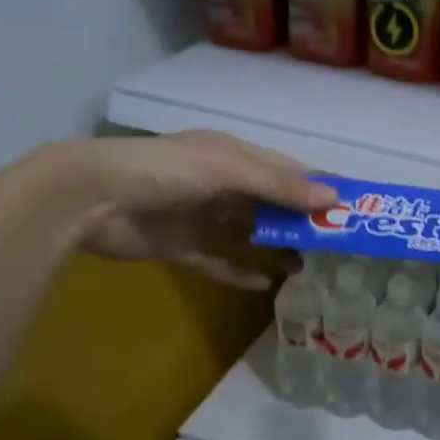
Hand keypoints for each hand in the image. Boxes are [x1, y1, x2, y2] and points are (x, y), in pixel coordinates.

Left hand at [44, 131, 336, 288]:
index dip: (316, 186)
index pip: (285, 170)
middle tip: (335, 242)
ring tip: (306, 264)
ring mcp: (199, 218)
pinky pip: (219, 262)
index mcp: (231, 157)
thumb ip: (278, 185)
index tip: (350, 205)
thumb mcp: (227, 169)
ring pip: (248, 235)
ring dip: (275, 248)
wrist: (90, 198)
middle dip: (300, 221)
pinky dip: (241, 271)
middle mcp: (219, 186)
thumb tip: (333, 198)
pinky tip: (265, 283)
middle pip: (270, 205)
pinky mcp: (181, 248)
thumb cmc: (164, 171)